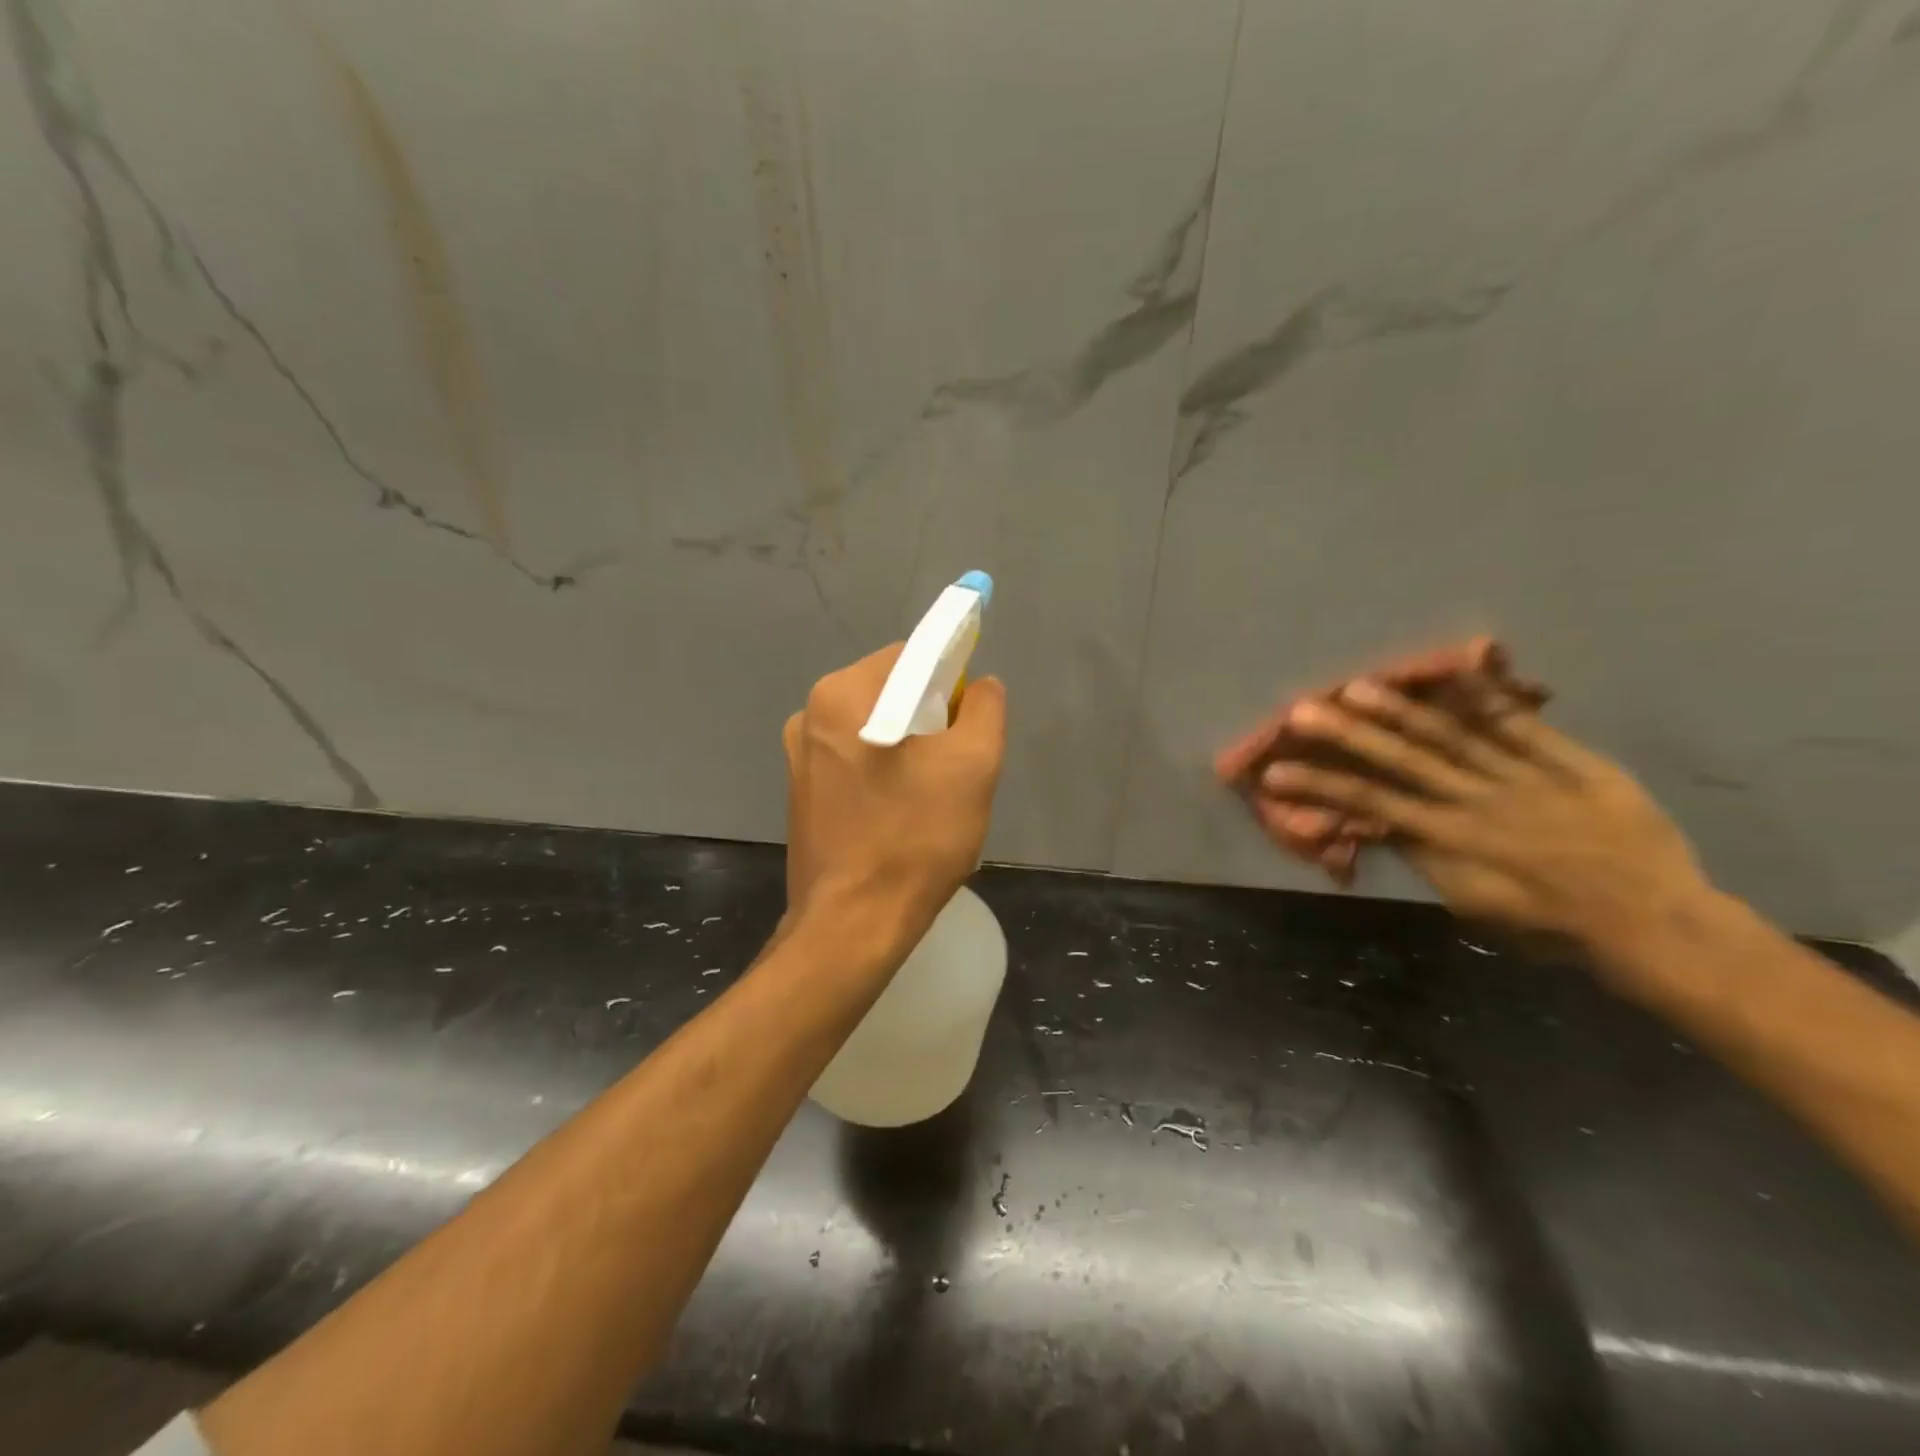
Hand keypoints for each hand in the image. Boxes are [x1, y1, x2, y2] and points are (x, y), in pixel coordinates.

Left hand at [783, 645, 1006, 956]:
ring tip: (932, 797)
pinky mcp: (801, 794)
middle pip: (891, 692)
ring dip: (910, 750)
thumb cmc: (915, 839)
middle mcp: (809, 715)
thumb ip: (985, 708)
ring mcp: (799, 757)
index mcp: (841, 694)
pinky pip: (856, 762)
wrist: (853, 925)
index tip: (970, 722)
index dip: (952, 679)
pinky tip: (901, 815)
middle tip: (956, 767)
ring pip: (875, 729)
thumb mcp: (974, 765)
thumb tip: (980, 686)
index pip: (911, 656)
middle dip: (931, 720)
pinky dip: (884, 774)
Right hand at [1255, 674, 1711, 954]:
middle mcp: (1476, 801)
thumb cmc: (1553, 926)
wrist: (1654, 922)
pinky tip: (1461, 666)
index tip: (1276, 771)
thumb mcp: (1477, 907)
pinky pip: (1526, 726)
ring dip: (1401, 710)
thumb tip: (1386, 826)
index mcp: (1451, 840)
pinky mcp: (1571, 762)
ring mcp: (1524, 776)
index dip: (1321, 786)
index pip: (1371, 805)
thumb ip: (1430, 861)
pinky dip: (1492, 697)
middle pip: (1402, 761)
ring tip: (1357, 686)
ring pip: (1453, 737)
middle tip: (1302, 710)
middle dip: (1347, 735)